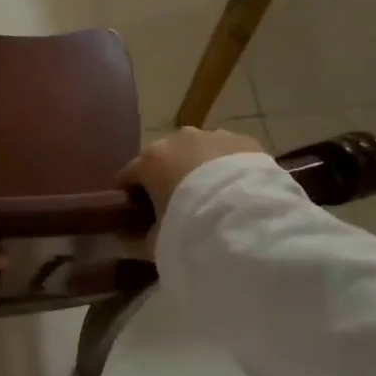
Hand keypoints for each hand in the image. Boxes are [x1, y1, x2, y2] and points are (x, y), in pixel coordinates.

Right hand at [117, 127, 267, 231]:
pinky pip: (226, 154)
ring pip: (197, 152)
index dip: (127, 196)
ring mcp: (214, 135)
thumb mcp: (157, 240)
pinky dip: (225, 168)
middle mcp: (178, 139)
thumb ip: (143, 234)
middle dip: (165, 178)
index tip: (132, 214)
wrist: (248, 219)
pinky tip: (233, 190)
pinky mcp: (245, 140)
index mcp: (150, 160)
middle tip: (174, 206)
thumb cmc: (190, 226)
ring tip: (209, 198)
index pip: (127, 175)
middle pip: (163, 159)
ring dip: (197, 169)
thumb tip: (137, 234)